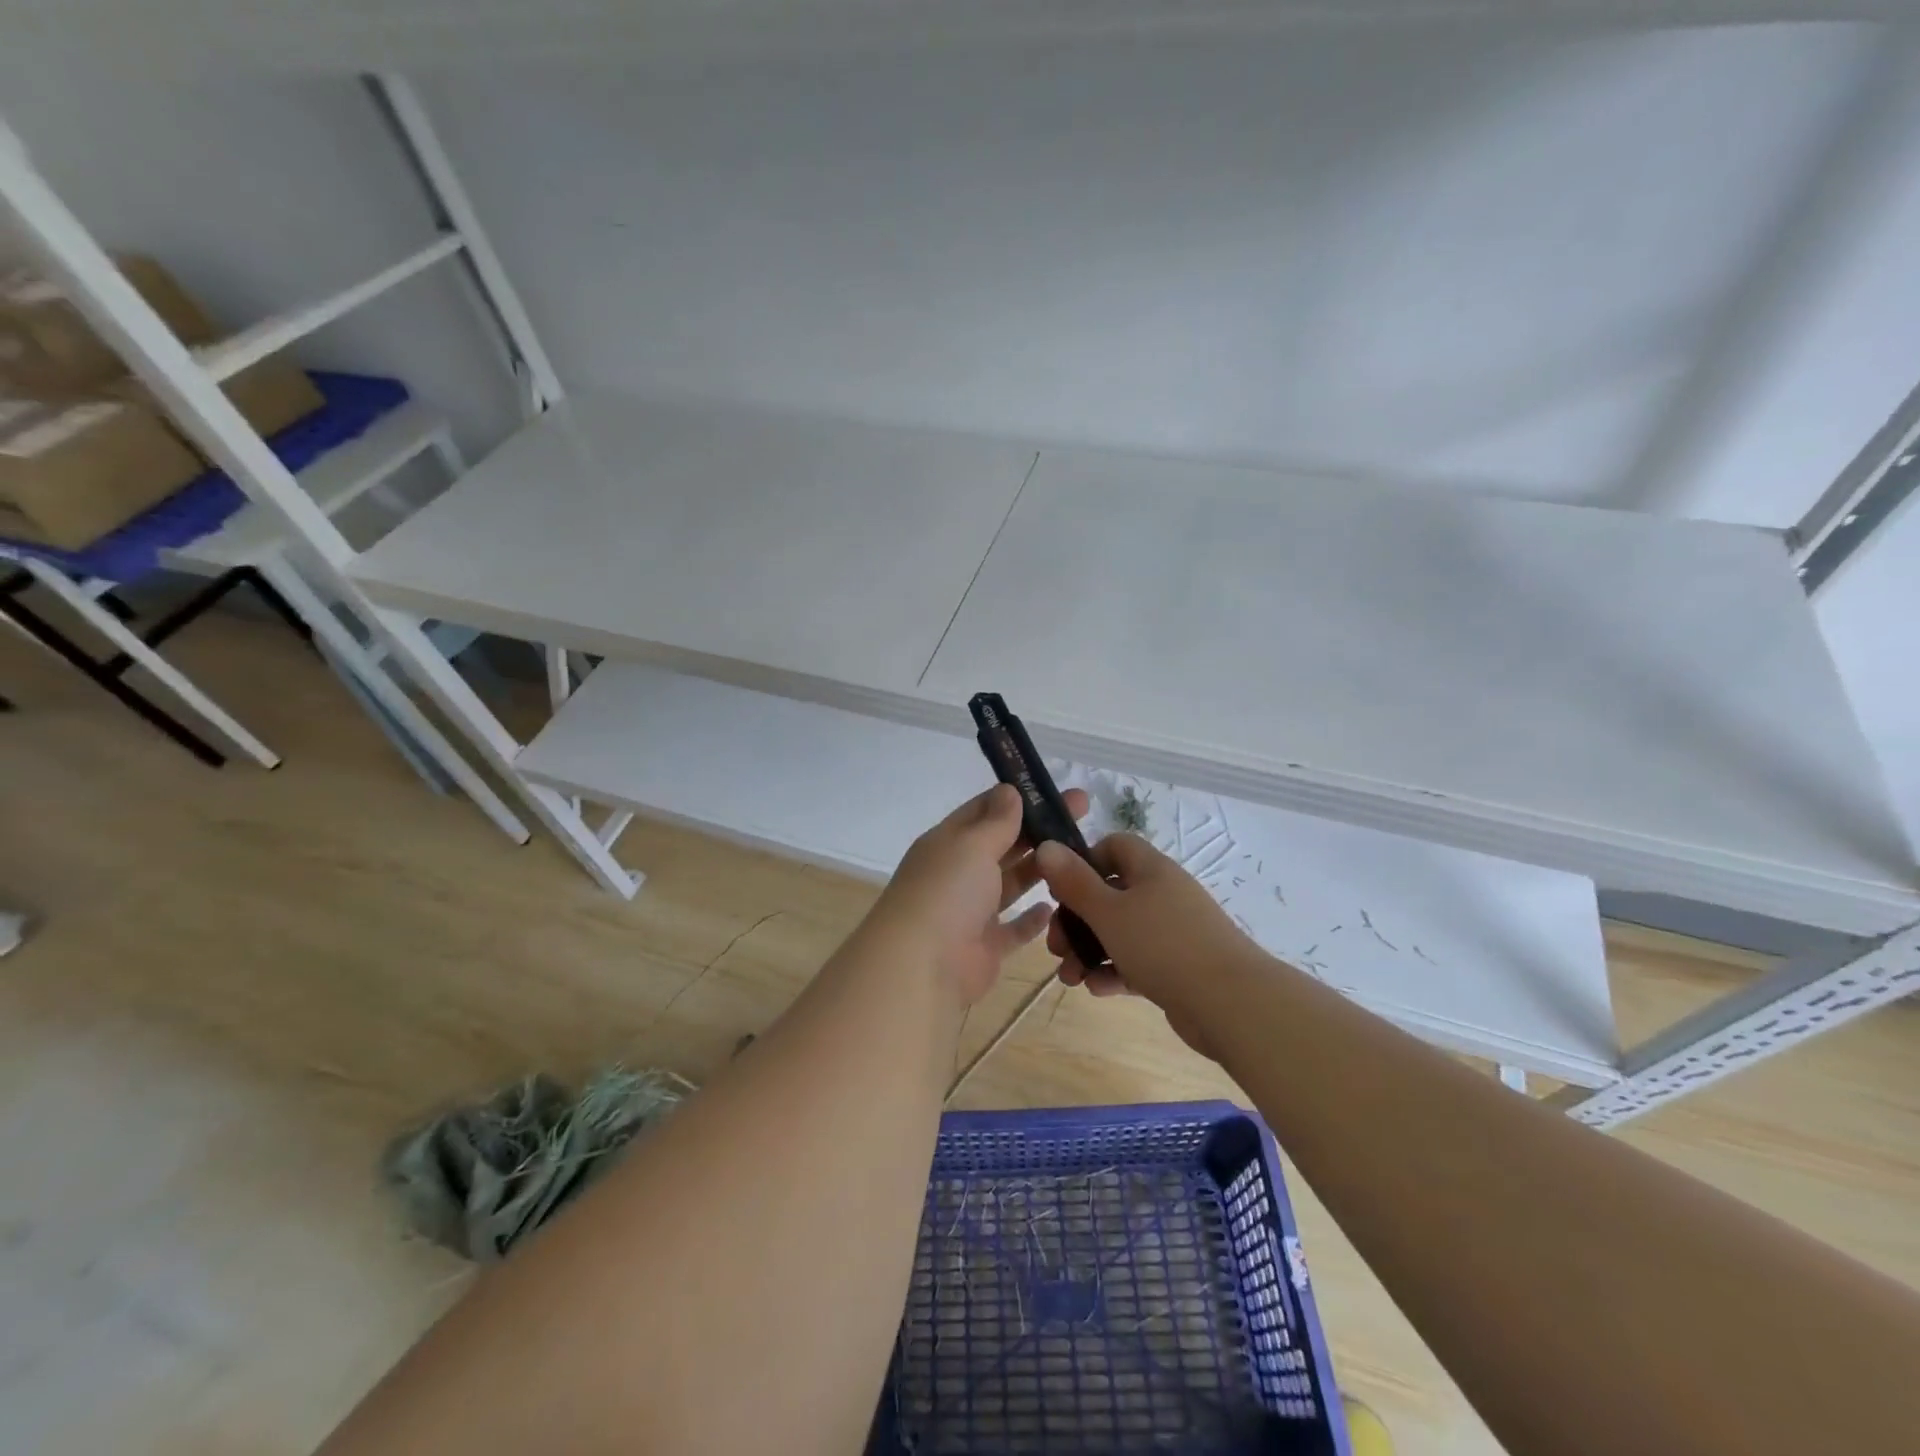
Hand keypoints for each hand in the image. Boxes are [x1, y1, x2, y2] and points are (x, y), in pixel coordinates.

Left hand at [874, 783, 1089, 1006]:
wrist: (922, 966)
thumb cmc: (946, 892)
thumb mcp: (972, 845)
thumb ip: (996, 821)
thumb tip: (1009, 790)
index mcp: (948, 843)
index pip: (983, 810)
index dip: (1016, 798)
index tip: (1052, 788)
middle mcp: (958, 873)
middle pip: (1003, 844)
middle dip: (1039, 828)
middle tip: (1083, 811)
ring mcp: (971, 911)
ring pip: (1010, 883)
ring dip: (1039, 870)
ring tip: (1080, 854)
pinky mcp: (986, 947)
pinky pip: (1014, 929)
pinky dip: (1032, 919)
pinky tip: (1057, 906)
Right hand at [1035, 833, 1262, 1056]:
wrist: (1231, 1004)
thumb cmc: (1163, 945)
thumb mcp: (1108, 912)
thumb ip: (1074, 881)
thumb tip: (1046, 846)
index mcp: (1151, 870)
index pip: (1114, 846)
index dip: (1085, 862)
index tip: (1062, 889)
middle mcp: (1163, 894)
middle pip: (1110, 894)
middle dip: (1077, 920)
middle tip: (1056, 946)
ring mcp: (1173, 932)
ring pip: (1120, 932)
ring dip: (1090, 951)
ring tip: (1069, 978)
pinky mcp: (1179, 967)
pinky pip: (1138, 961)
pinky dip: (1114, 972)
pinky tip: (1096, 990)